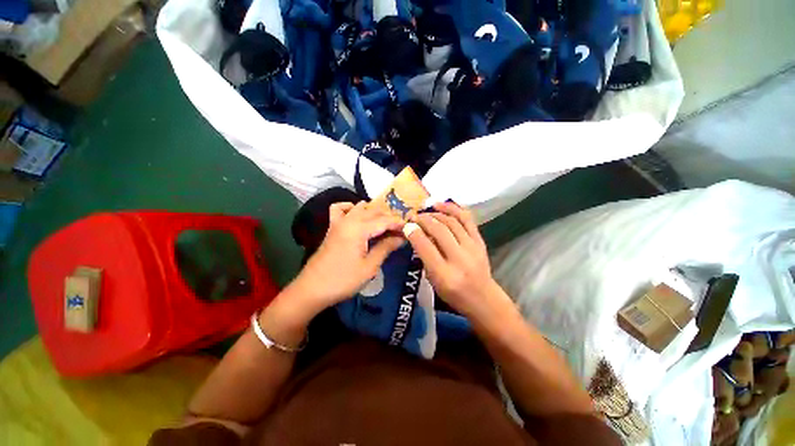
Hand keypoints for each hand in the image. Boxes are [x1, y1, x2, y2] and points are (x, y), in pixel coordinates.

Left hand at [289, 201, 404, 312]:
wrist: (312, 289)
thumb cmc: (343, 280)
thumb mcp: (369, 266)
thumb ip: (386, 248)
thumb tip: (401, 237)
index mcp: (359, 229)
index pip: (384, 220)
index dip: (399, 223)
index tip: (410, 229)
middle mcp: (349, 220)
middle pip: (374, 211)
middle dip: (389, 218)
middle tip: (400, 230)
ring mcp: (338, 222)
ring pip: (360, 207)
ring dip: (374, 212)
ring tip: (384, 224)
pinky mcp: (332, 228)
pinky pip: (339, 209)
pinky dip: (350, 207)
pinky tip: (357, 214)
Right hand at [404, 202, 500, 316]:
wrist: (482, 298)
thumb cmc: (453, 293)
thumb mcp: (433, 281)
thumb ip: (424, 258)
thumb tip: (417, 233)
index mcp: (444, 274)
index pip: (425, 247)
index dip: (413, 232)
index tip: (406, 225)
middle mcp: (459, 259)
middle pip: (439, 230)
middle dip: (423, 219)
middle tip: (414, 216)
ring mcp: (472, 248)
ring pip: (452, 222)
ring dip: (436, 213)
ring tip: (426, 209)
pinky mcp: (480, 241)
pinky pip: (467, 219)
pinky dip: (454, 209)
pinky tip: (442, 205)